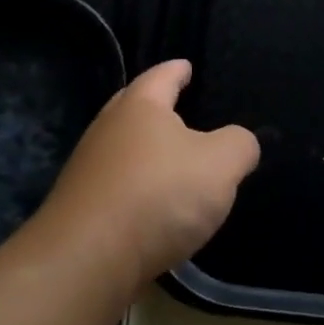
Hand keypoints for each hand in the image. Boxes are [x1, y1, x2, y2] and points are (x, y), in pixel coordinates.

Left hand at [28, 59, 259, 290]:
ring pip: (123, 148)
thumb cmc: (159, 195)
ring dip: (145, 150)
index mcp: (139, 107)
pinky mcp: (83, 207)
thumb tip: (240, 142)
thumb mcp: (220, 165)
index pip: (161, 76)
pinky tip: (153, 203)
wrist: (89, 258)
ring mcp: (89, 169)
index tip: (186, 66)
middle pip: (132, 107)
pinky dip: (137, 186)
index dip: (177, 70)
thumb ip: (239, 145)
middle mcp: (107, 130)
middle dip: (155, 105)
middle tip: (176, 104)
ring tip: (172, 158)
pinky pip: (117, 185)